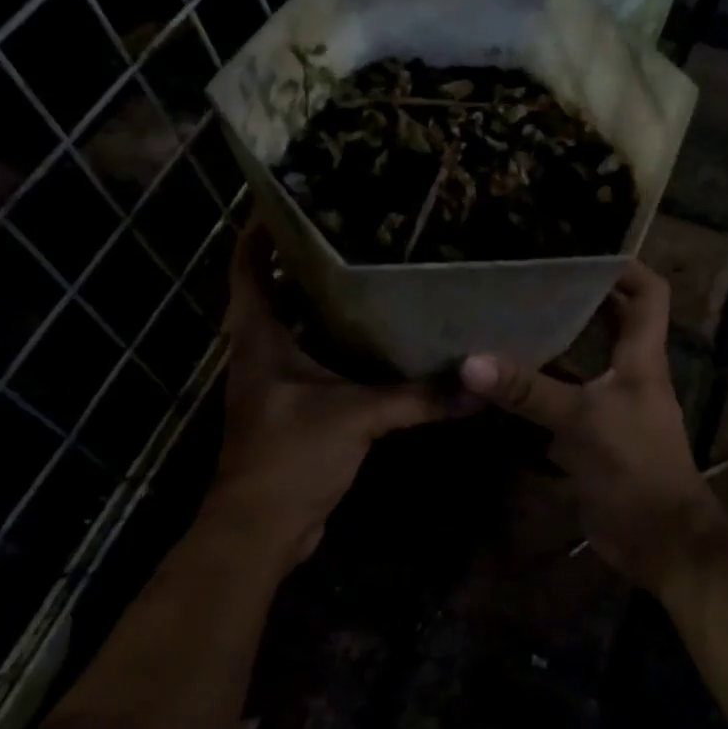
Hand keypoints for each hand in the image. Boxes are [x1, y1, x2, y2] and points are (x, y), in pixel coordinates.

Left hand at [208, 221, 456, 570]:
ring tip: (371, 274)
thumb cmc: (290, 456)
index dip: (259, 232)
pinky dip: (342, 347)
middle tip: (350, 231)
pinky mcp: (297, 410)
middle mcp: (261, 353)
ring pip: (299, 329)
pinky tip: (379, 341)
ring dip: (325, 304)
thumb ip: (418, 397)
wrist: (262, 529)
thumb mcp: (357, 416)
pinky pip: (319, 363)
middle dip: (303, 261)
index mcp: (259, 339)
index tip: (286, 199)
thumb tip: (478, 383)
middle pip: (275, 292)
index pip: (249, 269)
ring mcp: (277, 383)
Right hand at [459, 262, 721, 589]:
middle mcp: (629, 374)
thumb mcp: (581, 421)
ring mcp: (611, 406)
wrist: (659, 539)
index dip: (622, 267)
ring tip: (508, 321)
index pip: (648, 294)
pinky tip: (503, 381)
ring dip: (552, 343)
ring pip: (582, 361)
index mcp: (642, 358)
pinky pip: (563, 400)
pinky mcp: (592, 436)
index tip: (580, 252)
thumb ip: (528, 391)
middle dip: (578, 299)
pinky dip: (538, 388)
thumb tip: (470, 361)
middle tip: (530, 282)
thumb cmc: (635, 467)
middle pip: (611, 321)